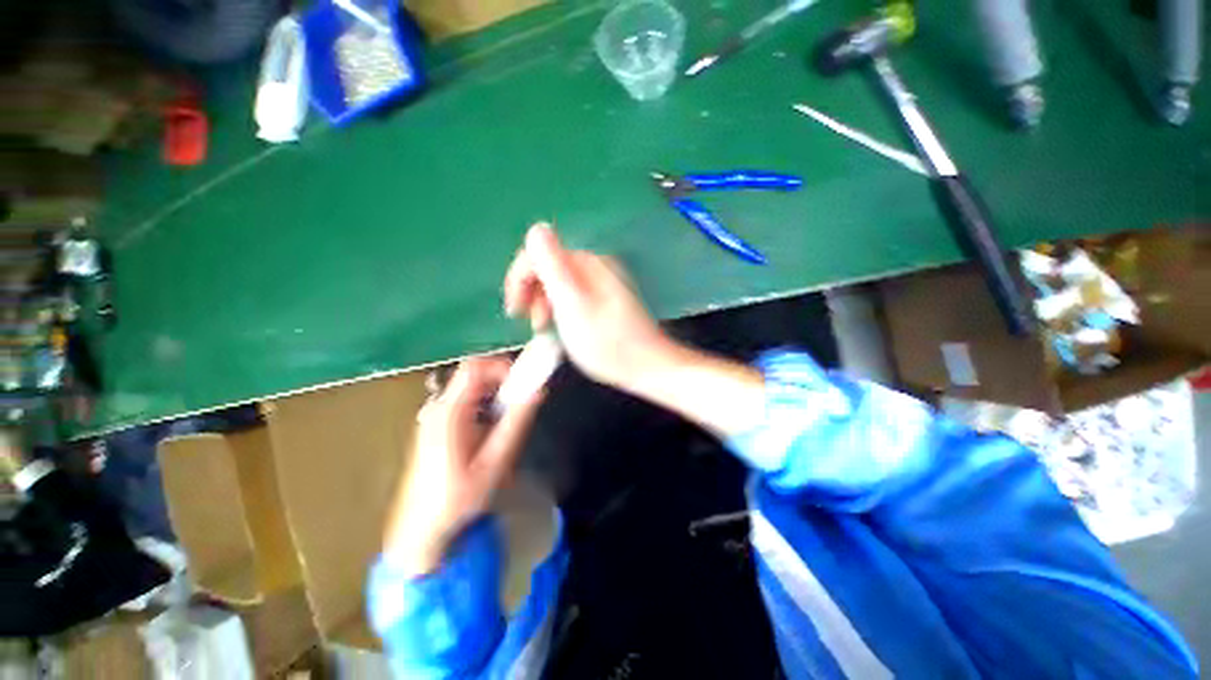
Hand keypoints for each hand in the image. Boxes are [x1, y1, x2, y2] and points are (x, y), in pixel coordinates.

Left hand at [384, 356, 543, 576]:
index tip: (524, 381)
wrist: (419, 531)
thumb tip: (538, 391)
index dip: (502, 366)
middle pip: (473, 375)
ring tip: (510, 418)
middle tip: (523, 400)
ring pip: (470, 388)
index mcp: (449, 412)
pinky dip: (485, 404)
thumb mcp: (494, 461)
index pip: (475, 368)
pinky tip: (492, 430)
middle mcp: (438, 407)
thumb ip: (516, 422)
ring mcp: (434, 416)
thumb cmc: (457, 499)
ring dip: (495, 394)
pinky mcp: (436, 426)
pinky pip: (465, 402)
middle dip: (502, 380)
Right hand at [503, 223, 676, 391]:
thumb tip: (536, 227)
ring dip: (545, 304)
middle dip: (533, 293)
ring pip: (560, 284)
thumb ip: (552, 265)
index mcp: (586, 262)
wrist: (646, 365)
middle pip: (549, 268)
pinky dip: (561, 310)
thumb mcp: (572, 303)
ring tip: (545, 330)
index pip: (539, 252)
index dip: (520, 279)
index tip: (515, 311)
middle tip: (533, 323)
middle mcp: (595, 266)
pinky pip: (573, 297)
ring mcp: (603, 283)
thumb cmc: (605, 340)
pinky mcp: (607, 300)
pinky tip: (564, 328)